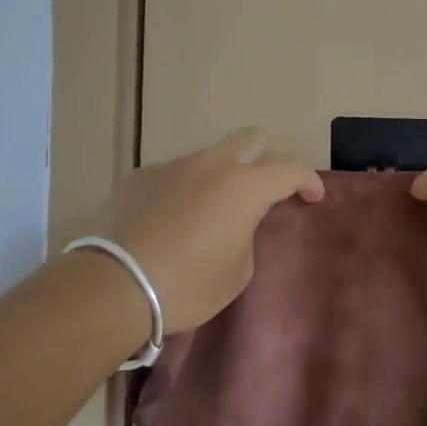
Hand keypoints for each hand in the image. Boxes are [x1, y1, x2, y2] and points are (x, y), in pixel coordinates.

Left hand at [97, 129, 324, 331]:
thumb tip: (236, 223)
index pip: (289, 169)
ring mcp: (173, 166)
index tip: (313, 197)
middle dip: (269, 158)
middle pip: (252, 139)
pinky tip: (175, 220)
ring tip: (215, 212)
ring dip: (224, 175)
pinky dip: (188, 189)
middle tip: (270, 189)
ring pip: (211, 156)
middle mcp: (211, 165)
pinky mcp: (140, 177)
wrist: (113, 285)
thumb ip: (247, 235)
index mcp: (244, 186)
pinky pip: (177, 174)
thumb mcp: (237, 272)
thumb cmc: (187, 285)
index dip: (308, 180)